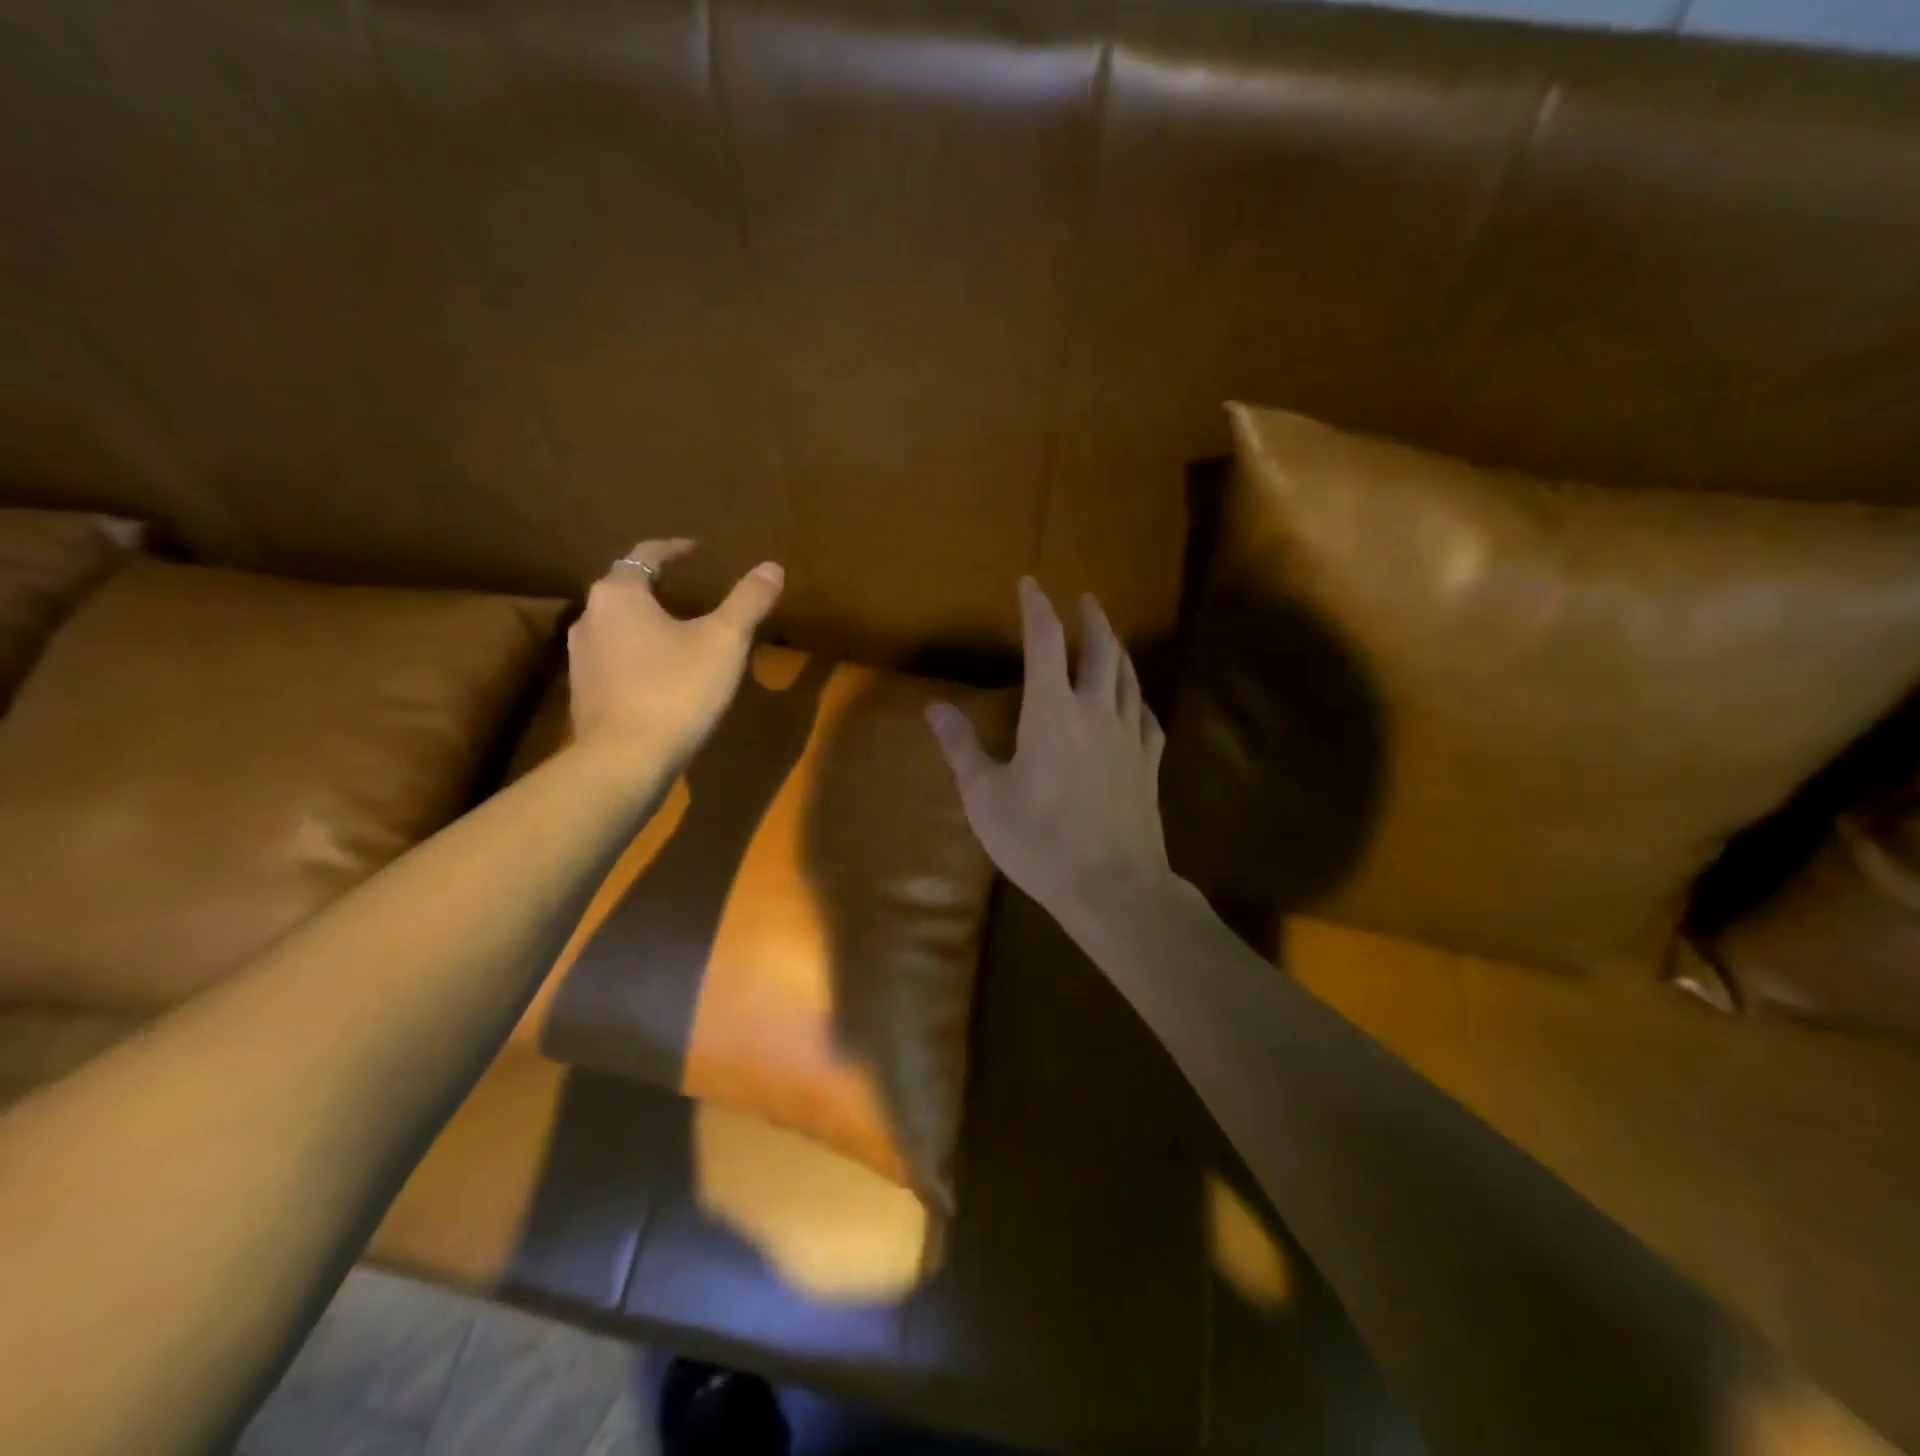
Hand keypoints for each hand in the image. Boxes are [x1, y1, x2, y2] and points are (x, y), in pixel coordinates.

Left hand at [568, 539, 783, 765]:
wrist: (624, 761)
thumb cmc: (675, 690)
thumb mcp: (724, 641)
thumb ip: (748, 601)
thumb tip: (772, 567)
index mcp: (619, 595)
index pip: (645, 555)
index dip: (675, 549)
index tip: (698, 550)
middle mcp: (590, 617)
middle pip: (627, 588)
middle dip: (660, 585)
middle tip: (692, 588)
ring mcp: (581, 658)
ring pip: (619, 625)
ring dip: (648, 621)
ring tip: (680, 630)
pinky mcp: (584, 693)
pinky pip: (615, 658)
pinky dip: (639, 653)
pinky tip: (663, 673)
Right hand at [927, 577, 1169, 930]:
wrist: (1112, 885)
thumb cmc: (1039, 841)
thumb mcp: (985, 797)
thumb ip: (961, 748)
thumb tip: (935, 707)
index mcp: (1052, 712)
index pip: (1045, 642)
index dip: (1036, 607)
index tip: (1030, 584)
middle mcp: (1095, 711)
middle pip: (1101, 649)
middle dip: (1091, 618)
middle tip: (1084, 599)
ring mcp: (1130, 737)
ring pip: (1129, 677)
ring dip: (1118, 650)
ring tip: (1110, 637)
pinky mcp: (1150, 764)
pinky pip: (1148, 718)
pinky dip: (1139, 699)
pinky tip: (1136, 703)